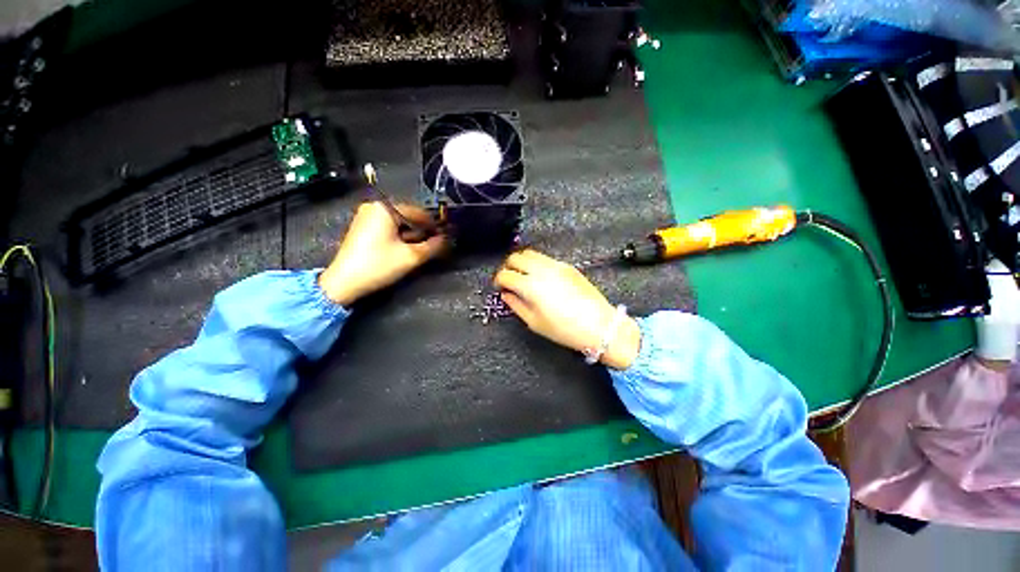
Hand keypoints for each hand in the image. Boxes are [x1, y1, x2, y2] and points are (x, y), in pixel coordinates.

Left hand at [319, 202, 446, 305]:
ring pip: (399, 223)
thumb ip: (433, 246)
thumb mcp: (411, 257)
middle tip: (431, 247)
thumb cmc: (379, 265)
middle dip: (421, 232)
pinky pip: (388, 227)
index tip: (445, 238)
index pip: (419, 213)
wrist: (344, 282)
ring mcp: (366, 216)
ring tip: (417, 251)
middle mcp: (375, 207)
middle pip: (408, 217)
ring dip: (411, 236)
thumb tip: (446, 240)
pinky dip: (399, 237)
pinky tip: (402, 250)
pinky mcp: (362, 227)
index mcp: (385, 208)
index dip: (434, 226)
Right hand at [494, 249, 640, 369]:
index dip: (499, 280)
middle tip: (508, 279)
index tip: (500, 286)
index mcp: (531, 286)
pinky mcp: (567, 266)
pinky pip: (545, 258)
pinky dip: (536, 263)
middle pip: (515, 258)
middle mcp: (542, 271)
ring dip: (521, 262)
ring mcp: (556, 266)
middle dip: (508, 267)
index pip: (506, 274)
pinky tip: (539, 276)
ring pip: (530, 253)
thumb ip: (516, 305)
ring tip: (523, 275)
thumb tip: (507, 295)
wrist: (599, 325)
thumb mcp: (535, 322)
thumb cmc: (566, 329)